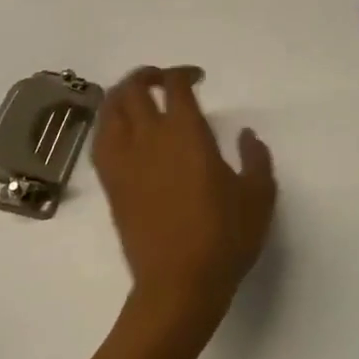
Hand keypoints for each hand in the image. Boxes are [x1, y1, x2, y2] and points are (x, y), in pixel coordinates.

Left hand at [92, 66, 276, 335]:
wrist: (178, 285)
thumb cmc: (224, 238)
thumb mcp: (258, 195)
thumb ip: (256, 158)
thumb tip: (246, 135)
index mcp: (187, 133)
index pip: (175, 85)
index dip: (184, 73)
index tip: (198, 79)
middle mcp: (150, 138)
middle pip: (133, 88)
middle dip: (148, 75)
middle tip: (165, 81)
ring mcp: (125, 161)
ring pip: (110, 110)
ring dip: (123, 95)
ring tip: (139, 99)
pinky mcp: (112, 185)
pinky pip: (100, 140)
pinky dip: (109, 124)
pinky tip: (122, 132)